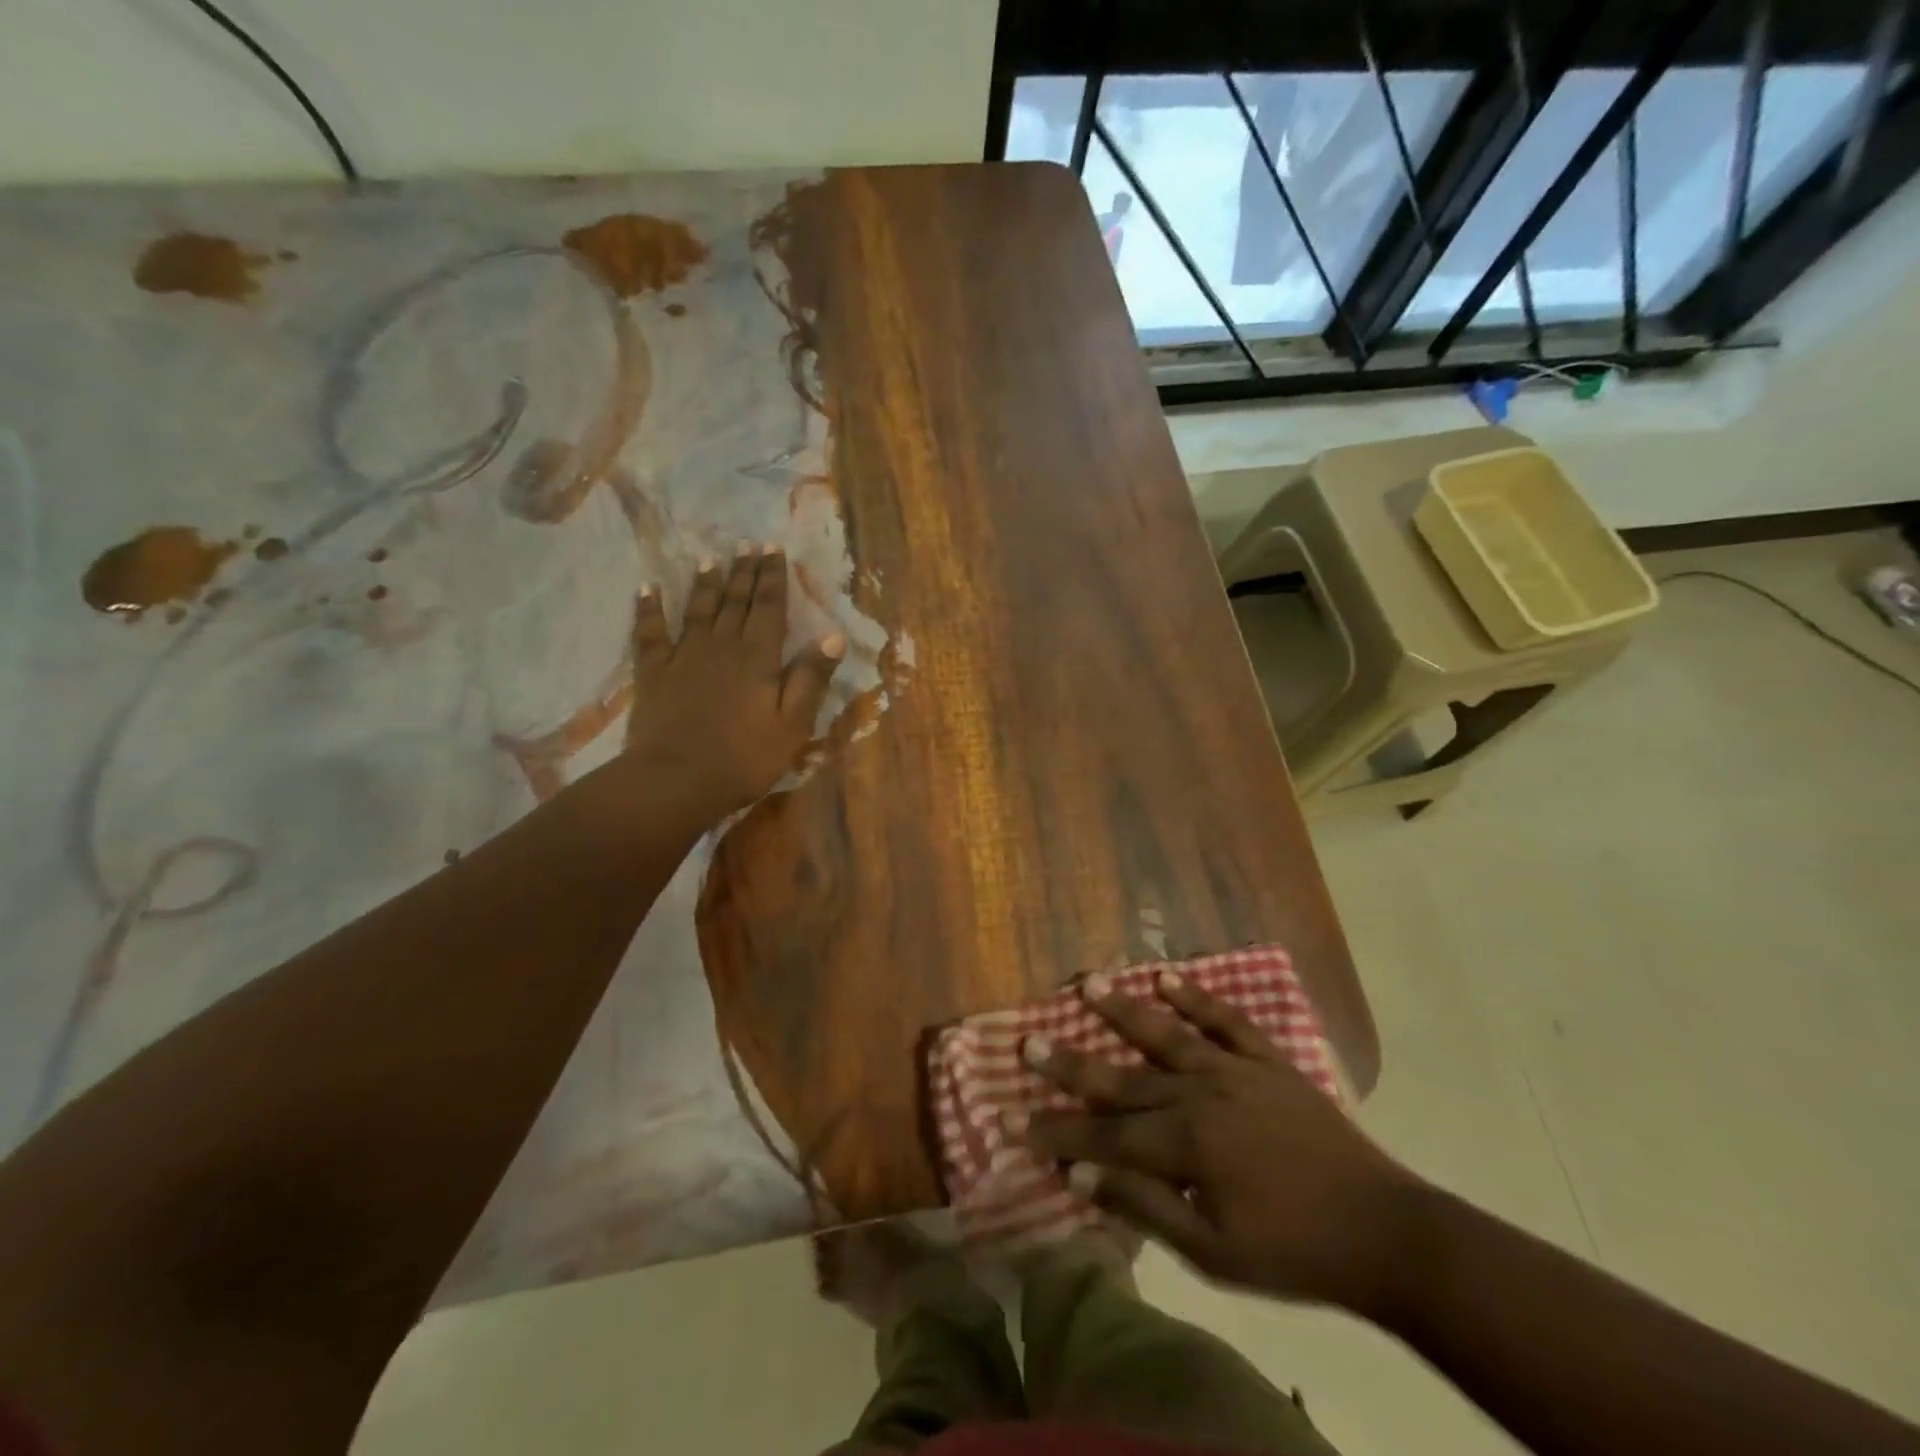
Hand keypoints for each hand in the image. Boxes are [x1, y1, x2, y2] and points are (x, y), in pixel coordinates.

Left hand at [623, 544, 843, 815]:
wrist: (676, 781)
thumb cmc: (744, 758)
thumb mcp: (793, 724)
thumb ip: (811, 678)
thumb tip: (834, 635)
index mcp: (758, 657)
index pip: (770, 607)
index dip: (773, 577)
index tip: (774, 548)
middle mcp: (722, 646)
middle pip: (735, 601)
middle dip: (744, 571)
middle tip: (748, 543)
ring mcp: (684, 656)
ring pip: (698, 610)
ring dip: (706, 583)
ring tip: (711, 558)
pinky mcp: (654, 673)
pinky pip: (650, 632)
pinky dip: (648, 608)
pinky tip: (646, 589)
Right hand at [1019, 973, 1422, 1312]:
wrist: (1385, 1231)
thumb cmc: (1293, 1252)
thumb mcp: (1213, 1252)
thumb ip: (1144, 1208)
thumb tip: (1078, 1178)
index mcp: (1186, 1145)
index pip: (1104, 1138)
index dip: (1056, 1132)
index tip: (1011, 1119)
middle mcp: (1200, 1094)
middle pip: (1122, 1079)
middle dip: (1070, 1065)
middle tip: (1027, 1042)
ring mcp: (1235, 1070)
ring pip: (1167, 1034)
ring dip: (1124, 1010)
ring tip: (1088, 983)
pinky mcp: (1268, 1061)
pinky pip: (1227, 1021)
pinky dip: (1197, 998)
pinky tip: (1168, 977)